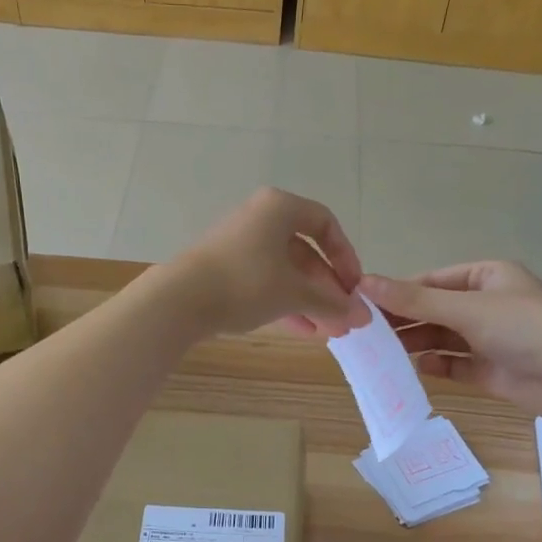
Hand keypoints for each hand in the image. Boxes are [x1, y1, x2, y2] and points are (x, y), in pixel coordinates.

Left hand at [168, 189, 369, 338]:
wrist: (180, 300)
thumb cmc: (246, 283)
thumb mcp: (294, 293)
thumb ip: (331, 303)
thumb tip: (362, 316)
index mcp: (279, 208)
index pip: (325, 224)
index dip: (346, 257)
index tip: (354, 287)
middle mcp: (260, 219)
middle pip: (305, 253)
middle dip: (328, 290)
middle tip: (345, 319)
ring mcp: (240, 245)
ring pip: (286, 272)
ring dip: (310, 302)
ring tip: (329, 332)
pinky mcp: (226, 270)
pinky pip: (265, 283)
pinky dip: (286, 304)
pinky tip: (304, 331)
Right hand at [361, 262, 541, 426]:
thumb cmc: (524, 328)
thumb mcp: (466, 308)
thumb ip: (414, 300)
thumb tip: (364, 283)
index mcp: (485, 277)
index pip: (430, 282)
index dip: (398, 292)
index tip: (362, 304)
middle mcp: (485, 305)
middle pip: (433, 311)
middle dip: (403, 320)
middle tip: (364, 333)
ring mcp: (487, 339)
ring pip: (441, 339)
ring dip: (415, 344)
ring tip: (380, 352)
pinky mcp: (489, 370)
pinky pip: (453, 365)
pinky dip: (435, 366)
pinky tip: (414, 369)